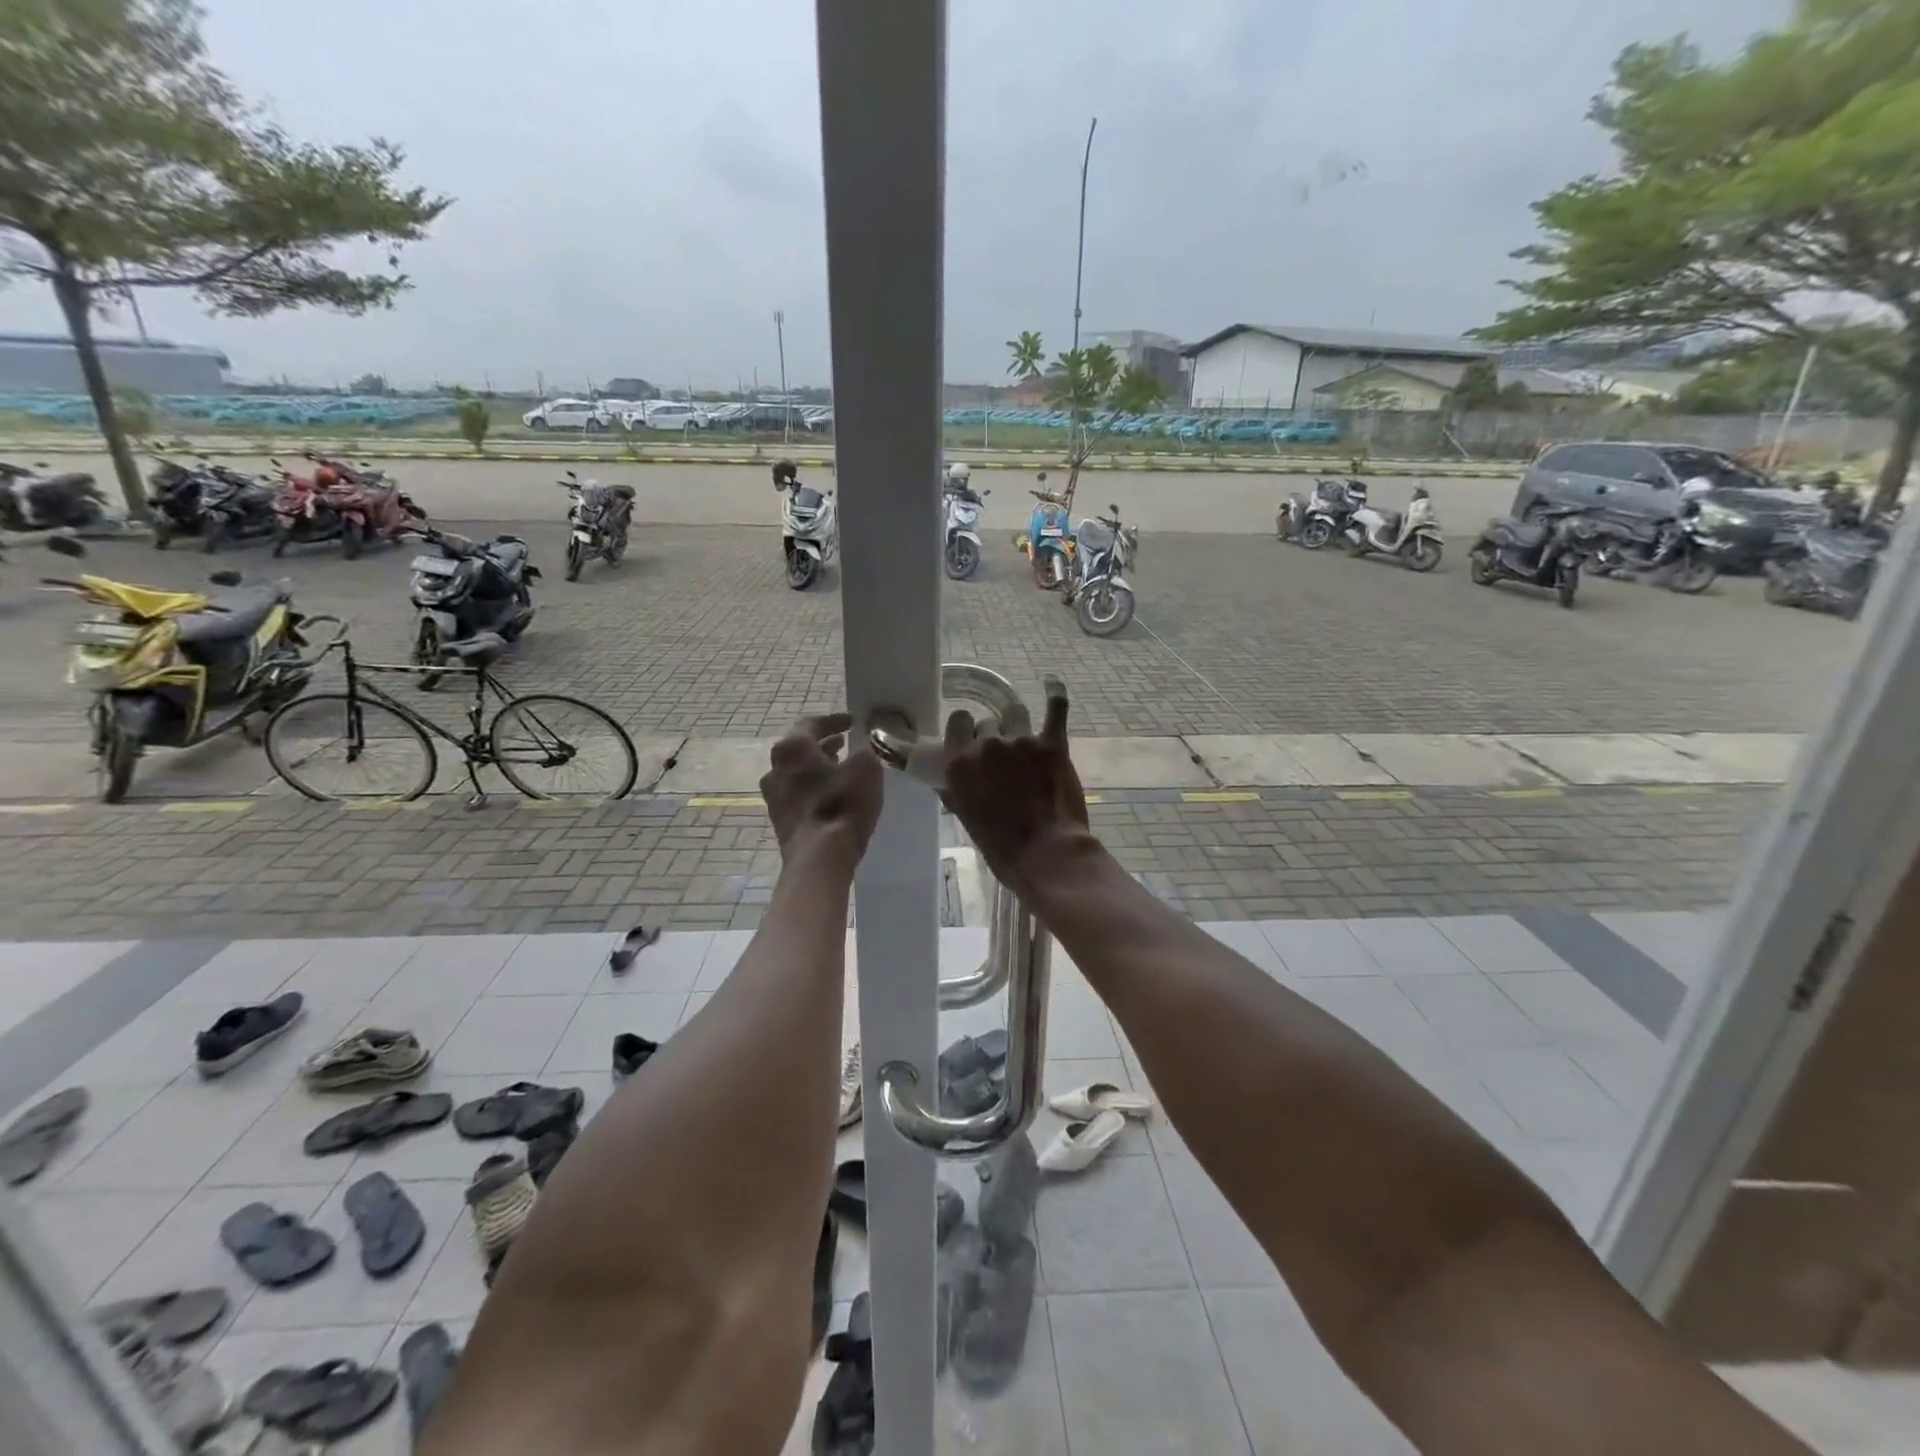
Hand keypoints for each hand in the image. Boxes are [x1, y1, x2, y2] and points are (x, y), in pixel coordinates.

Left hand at [761, 713, 882, 873]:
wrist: (819, 857)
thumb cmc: (842, 804)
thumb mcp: (866, 768)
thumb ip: (864, 751)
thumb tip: (860, 749)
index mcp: (791, 748)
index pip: (811, 723)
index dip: (834, 720)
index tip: (852, 721)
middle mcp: (775, 768)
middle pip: (800, 749)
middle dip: (824, 744)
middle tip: (845, 742)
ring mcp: (773, 797)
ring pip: (798, 773)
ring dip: (819, 767)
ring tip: (841, 767)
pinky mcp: (780, 820)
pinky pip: (799, 794)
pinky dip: (815, 787)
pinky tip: (834, 794)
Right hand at [939, 677, 1091, 898]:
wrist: (1045, 854)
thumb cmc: (1000, 846)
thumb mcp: (965, 818)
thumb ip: (956, 789)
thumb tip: (949, 778)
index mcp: (959, 762)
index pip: (958, 721)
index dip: (967, 730)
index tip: (973, 742)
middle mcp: (986, 745)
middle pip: (987, 722)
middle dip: (994, 736)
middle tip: (1004, 760)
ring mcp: (1021, 741)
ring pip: (1016, 714)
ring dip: (1019, 725)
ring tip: (1027, 743)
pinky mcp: (1052, 744)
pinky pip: (1055, 707)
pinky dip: (1055, 695)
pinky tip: (1052, 684)